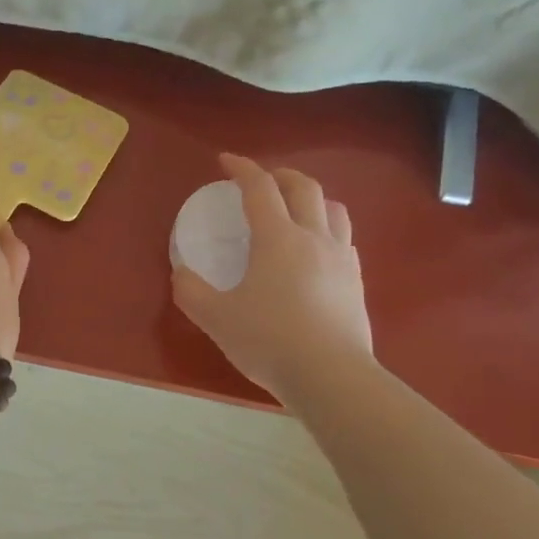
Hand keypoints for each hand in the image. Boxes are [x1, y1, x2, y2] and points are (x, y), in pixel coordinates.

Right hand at [172, 153, 371, 394]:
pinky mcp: (357, 282)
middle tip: (261, 180)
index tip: (226, 161)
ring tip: (295, 208)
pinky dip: (327, 230)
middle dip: (280, 175)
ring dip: (311, 198)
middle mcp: (314, 238)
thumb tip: (181, 273)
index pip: (260, 188)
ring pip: (334, 209)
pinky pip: (345, 240)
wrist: (332, 377)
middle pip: (304, 187)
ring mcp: (342, 259)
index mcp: (278, 238)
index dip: (242, 168)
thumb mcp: (216, 318)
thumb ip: (191, 292)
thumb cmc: (269, 341)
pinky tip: (316, 250)